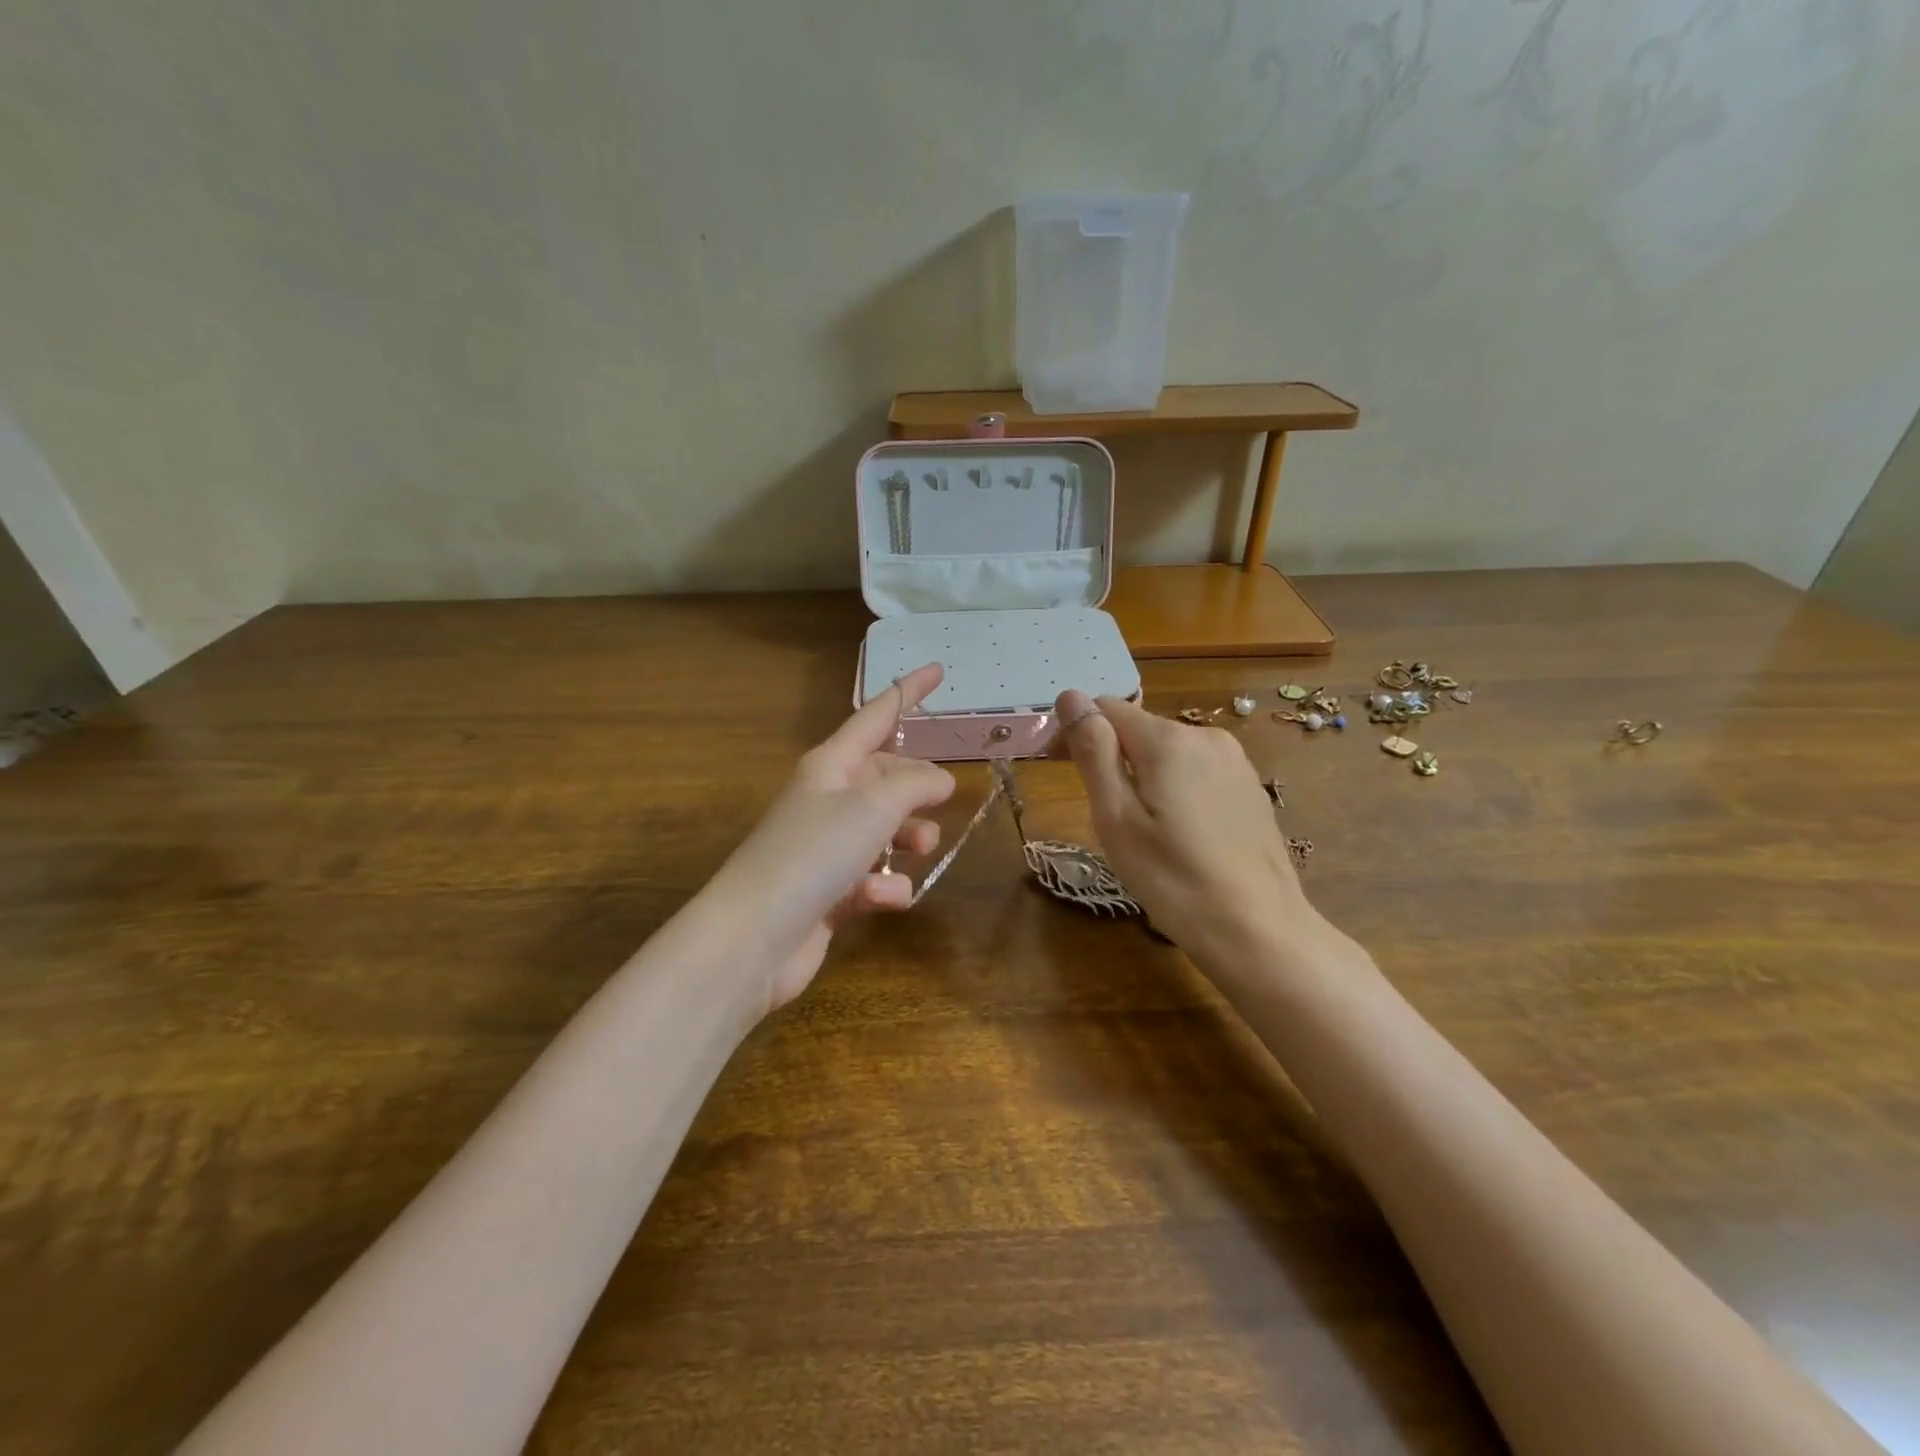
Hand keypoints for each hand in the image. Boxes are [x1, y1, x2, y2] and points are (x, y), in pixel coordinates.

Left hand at [710, 663, 954, 1012]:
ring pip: (887, 829)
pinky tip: (882, 899)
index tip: (938, 669)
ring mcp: (828, 847)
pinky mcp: (832, 891)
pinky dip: (884, 887)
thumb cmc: (812, 854)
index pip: (877, 716)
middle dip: (918, 788)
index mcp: (831, 765)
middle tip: (945, 799)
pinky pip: (874, 877)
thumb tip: (941, 780)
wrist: (754, 937)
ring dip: (909, 839)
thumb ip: (915, 786)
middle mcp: (828, 799)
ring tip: (922, 848)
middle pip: (886, 777)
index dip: (909, 692)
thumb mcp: (872, 808)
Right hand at [1055, 689, 1312, 964]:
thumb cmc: (1174, 880)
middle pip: (1138, 729)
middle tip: (1104, 816)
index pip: (1106, 707)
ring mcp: (1234, 761)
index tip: (1062, 772)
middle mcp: (1205, 736)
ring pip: (1167, 752)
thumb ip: (1093, 753)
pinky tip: (1180, 835)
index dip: (1077, 732)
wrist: (1260, 931)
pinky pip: (1196, 771)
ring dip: (1142, 775)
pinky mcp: (1249, 787)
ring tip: (1142, 832)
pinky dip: (1174, 789)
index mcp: (1168, 741)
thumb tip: (1071, 696)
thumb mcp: (1116, 819)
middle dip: (1111, 758)